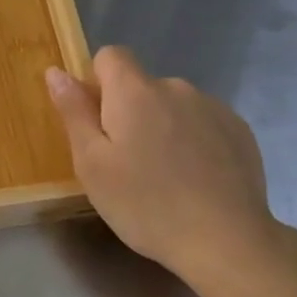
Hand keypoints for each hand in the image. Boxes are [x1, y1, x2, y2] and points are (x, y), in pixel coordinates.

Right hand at [46, 47, 282, 294]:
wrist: (226, 240)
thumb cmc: (144, 204)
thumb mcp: (92, 164)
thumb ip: (74, 112)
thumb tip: (56, 72)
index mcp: (134, 91)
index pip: (110, 56)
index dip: (97, 82)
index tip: (98, 123)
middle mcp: (176, 87)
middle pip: (141, 85)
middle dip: (129, 112)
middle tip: (126, 163)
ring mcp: (213, 108)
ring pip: (172, 106)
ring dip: (162, 127)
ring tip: (164, 176)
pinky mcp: (239, 131)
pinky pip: (202, 123)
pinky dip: (192, 142)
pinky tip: (194, 180)